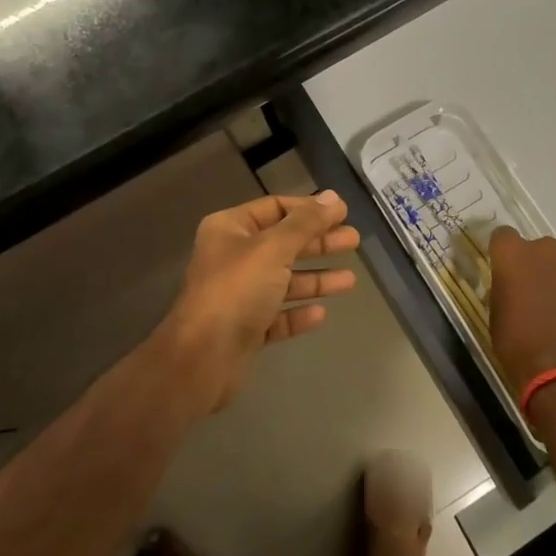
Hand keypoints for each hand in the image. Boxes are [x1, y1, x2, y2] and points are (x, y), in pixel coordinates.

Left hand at [156, 191, 359, 414]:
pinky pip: (278, 315)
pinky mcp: (245, 329)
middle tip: (353, 241)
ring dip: (316, 279)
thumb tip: (333, 197)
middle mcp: (232, 258)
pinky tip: (321, 314)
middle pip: (283, 244)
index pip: (275, 208)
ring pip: (284, 281)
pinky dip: (298, 312)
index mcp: (230, 229)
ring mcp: (238, 295)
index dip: (309, 209)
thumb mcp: (273, 248)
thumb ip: (306, 223)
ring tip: (350, 281)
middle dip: (318, 242)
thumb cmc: (237, 290)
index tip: (342, 213)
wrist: (202, 358)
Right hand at [488, 226, 555, 392]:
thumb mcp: (496, 313)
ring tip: (555, 308)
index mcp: (514, 255)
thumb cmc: (516, 343)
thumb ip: (504, 286)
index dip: (503, 252)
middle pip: (537, 248)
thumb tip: (512, 284)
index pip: (503, 235)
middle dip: (534, 264)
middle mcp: (546, 252)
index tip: (502, 269)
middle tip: (530, 291)